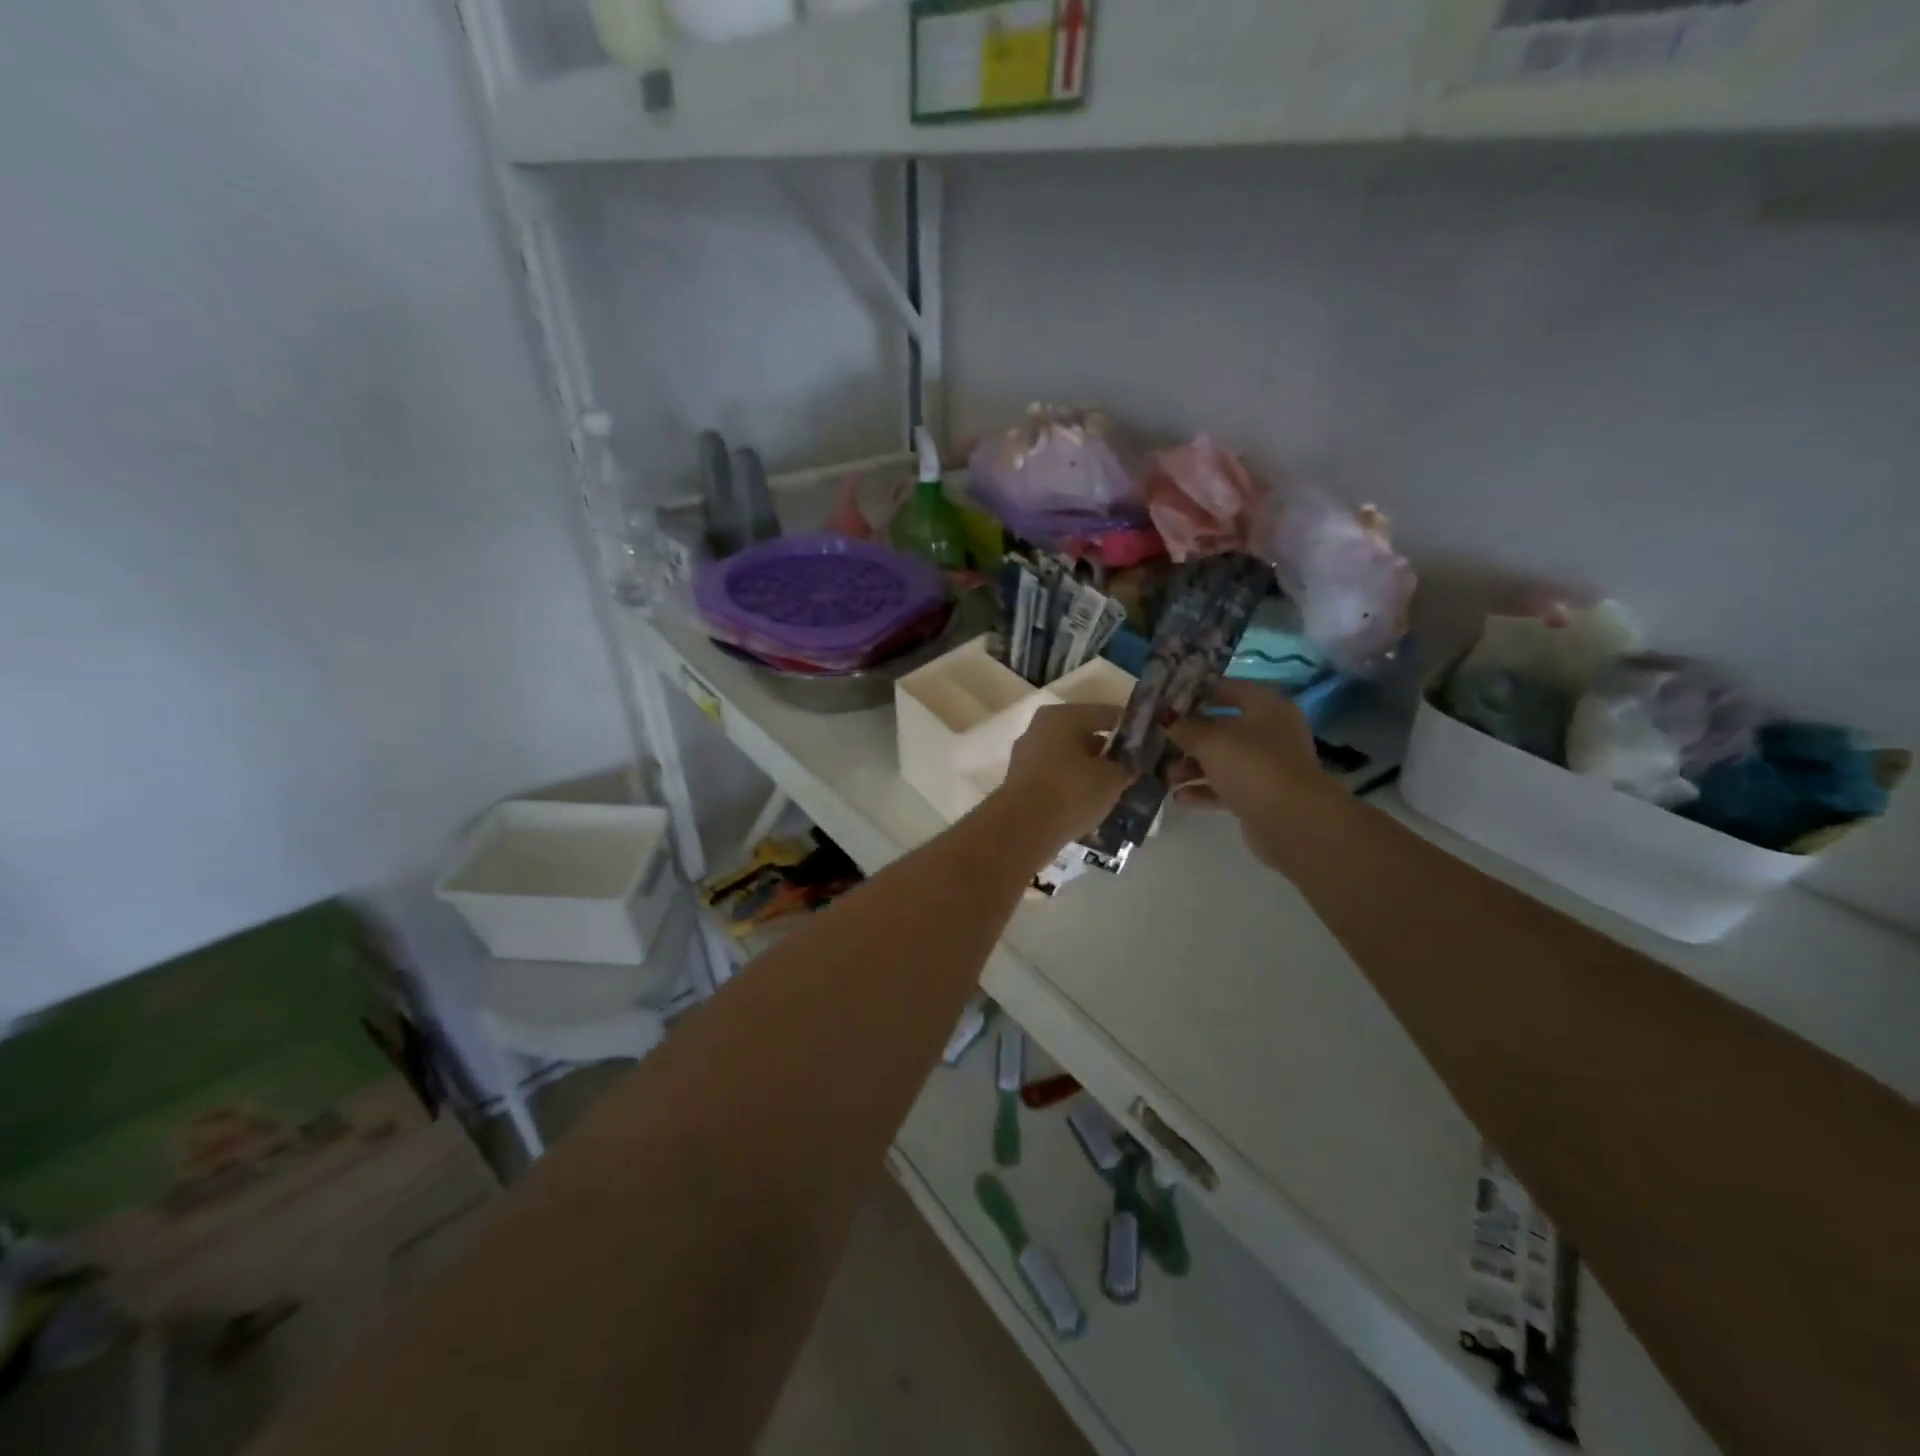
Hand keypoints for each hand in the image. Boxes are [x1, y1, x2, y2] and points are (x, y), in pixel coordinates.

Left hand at [998, 703, 1132, 848]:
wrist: (1023, 828)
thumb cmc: (1072, 791)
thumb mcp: (1113, 778)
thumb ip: (1127, 766)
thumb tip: (1129, 766)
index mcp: (1062, 716)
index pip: (1107, 714)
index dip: (1132, 730)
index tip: (1151, 747)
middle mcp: (1040, 729)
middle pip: (1085, 736)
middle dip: (1109, 754)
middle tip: (1134, 772)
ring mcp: (1026, 756)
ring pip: (1069, 759)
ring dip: (1091, 772)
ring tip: (1115, 792)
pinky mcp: (1020, 782)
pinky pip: (1056, 778)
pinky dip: (1073, 787)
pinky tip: (1090, 805)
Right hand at [1166, 680, 1344, 865]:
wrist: (1292, 821)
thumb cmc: (1252, 766)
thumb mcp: (1211, 741)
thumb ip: (1185, 727)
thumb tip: (1165, 716)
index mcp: (1266, 707)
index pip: (1229, 688)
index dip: (1198, 692)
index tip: (1167, 700)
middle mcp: (1269, 732)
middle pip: (1222, 728)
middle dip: (1189, 737)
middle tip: (1159, 741)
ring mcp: (1266, 766)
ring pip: (1222, 760)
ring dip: (1192, 767)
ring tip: (1167, 777)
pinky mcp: (1259, 795)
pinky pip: (1225, 787)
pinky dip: (1203, 791)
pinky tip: (1179, 798)